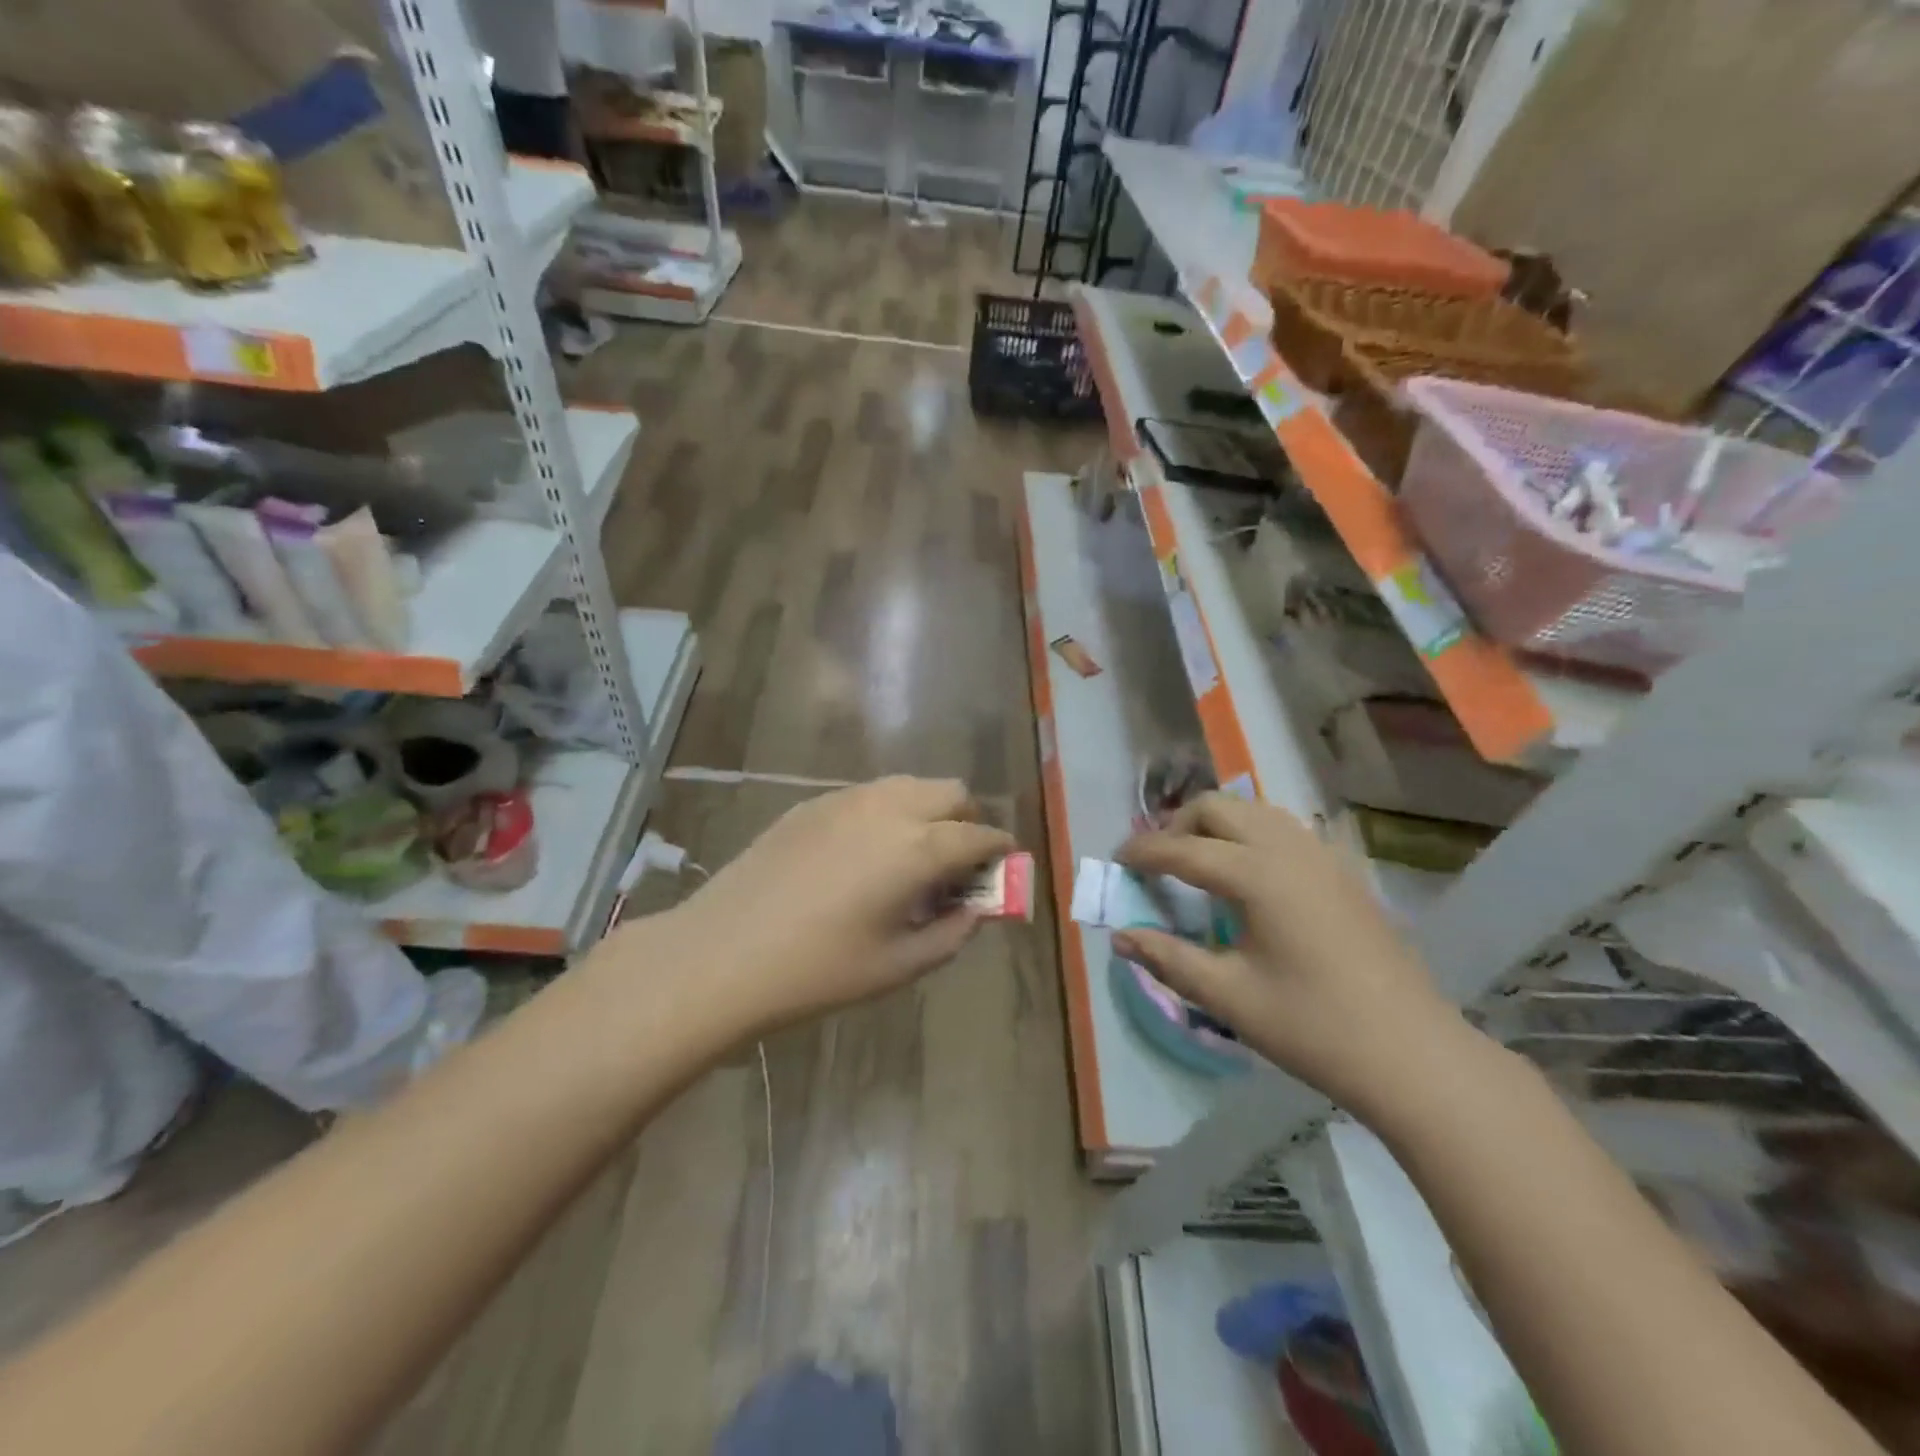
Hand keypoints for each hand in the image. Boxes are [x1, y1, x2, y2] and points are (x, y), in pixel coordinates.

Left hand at [646, 777, 1015, 1036]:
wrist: (723, 954)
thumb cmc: (819, 970)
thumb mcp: (899, 965)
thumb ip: (952, 932)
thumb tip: (976, 909)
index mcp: (919, 848)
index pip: (980, 834)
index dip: (999, 850)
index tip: (1002, 868)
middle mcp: (890, 808)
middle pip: (951, 792)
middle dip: (967, 820)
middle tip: (957, 864)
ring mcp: (847, 799)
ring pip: (910, 785)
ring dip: (928, 810)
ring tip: (912, 856)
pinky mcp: (812, 803)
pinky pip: (870, 794)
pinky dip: (888, 812)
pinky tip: (865, 854)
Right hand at [1116, 793, 1470, 1120]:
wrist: (1412, 1054)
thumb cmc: (1312, 1027)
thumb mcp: (1228, 997)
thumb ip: (1168, 958)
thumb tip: (1121, 937)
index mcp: (1256, 875)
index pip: (1182, 848)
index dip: (1143, 852)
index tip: (1116, 861)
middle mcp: (1287, 849)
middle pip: (1217, 807)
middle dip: (1177, 824)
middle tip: (1157, 862)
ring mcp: (1321, 856)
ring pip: (1253, 811)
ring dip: (1216, 824)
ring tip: (1197, 861)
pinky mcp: (1342, 871)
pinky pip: (1283, 828)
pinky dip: (1250, 834)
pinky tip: (1248, 875)